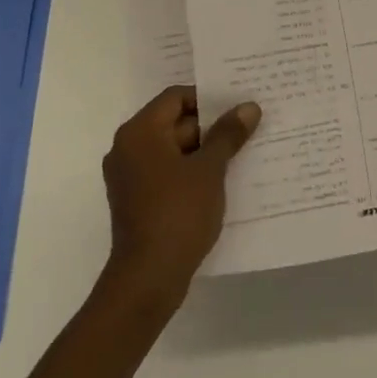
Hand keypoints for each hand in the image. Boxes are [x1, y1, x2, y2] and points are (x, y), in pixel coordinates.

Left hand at [101, 86, 260, 305]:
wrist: (147, 280)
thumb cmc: (178, 214)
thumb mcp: (210, 169)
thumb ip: (227, 134)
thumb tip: (248, 107)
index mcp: (140, 132)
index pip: (176, 97)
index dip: (207, 99)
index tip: (236, 108)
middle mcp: (128, 148)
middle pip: (174, 122)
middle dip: (209, 127)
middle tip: (244, 130)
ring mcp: (129, 176)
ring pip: (172, 150)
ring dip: (202, 152)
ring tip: (238, 155)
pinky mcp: (135, 201)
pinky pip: (166, 173)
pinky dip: (189, 173)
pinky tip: (219, 183)